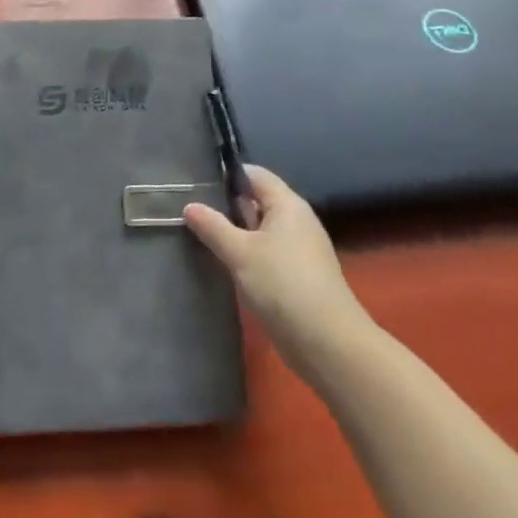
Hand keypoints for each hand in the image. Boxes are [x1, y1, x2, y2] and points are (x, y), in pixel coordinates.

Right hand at [184, 167, 369, 379]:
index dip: (228, 174)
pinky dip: (246, 254)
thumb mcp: (241, 253)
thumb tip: (189, 206)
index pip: (255, 175)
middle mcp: (296, 221)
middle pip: (257, 201)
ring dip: (234, 232)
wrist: (327, 343)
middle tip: (190, 208)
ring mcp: (299, 250)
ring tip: (199, 233)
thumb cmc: (283, 285)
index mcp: (288, 205)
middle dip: (226, 204)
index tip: (197, 181)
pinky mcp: (297, 276)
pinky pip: (266, 253)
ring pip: (260, 230)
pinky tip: (223, 263)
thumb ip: (213, 226)